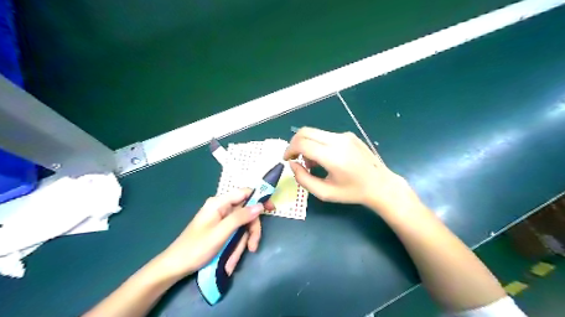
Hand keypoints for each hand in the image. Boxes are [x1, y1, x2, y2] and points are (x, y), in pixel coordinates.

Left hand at [156, 190, 262, 278]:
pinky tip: (229, 262)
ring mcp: (221, 220)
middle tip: (253, 246)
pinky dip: (235, 248)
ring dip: (242, 244)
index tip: (272, 209)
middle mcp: (222, 208)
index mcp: (219, 203)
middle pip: (246, 213)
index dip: (260, 198)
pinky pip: (235, 235)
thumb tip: (260, 205)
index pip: (244, 193)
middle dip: (250, 231)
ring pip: (242, 227)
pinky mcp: (221, 230)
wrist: (175, 266)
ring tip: (233, 261)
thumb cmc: (196, 248)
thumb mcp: (221, 233)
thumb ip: (240, 217)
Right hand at [286, 126, 412, 210]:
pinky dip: (318, 144)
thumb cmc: (352, 192)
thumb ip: (303, 179)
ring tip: (312, 163)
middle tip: (294, 158)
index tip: (287, 160)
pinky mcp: (349, 135)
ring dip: (306, 144)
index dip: (289, 150)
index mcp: (333, 156)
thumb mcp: (325, 193)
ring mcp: (345, 135)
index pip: (302, 143)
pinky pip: (326, 135)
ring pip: (315, 133)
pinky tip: (325, 159)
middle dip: (294, 144)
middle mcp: (338, 141)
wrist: (380, 185)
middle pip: (306, 132)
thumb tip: (292, 164)